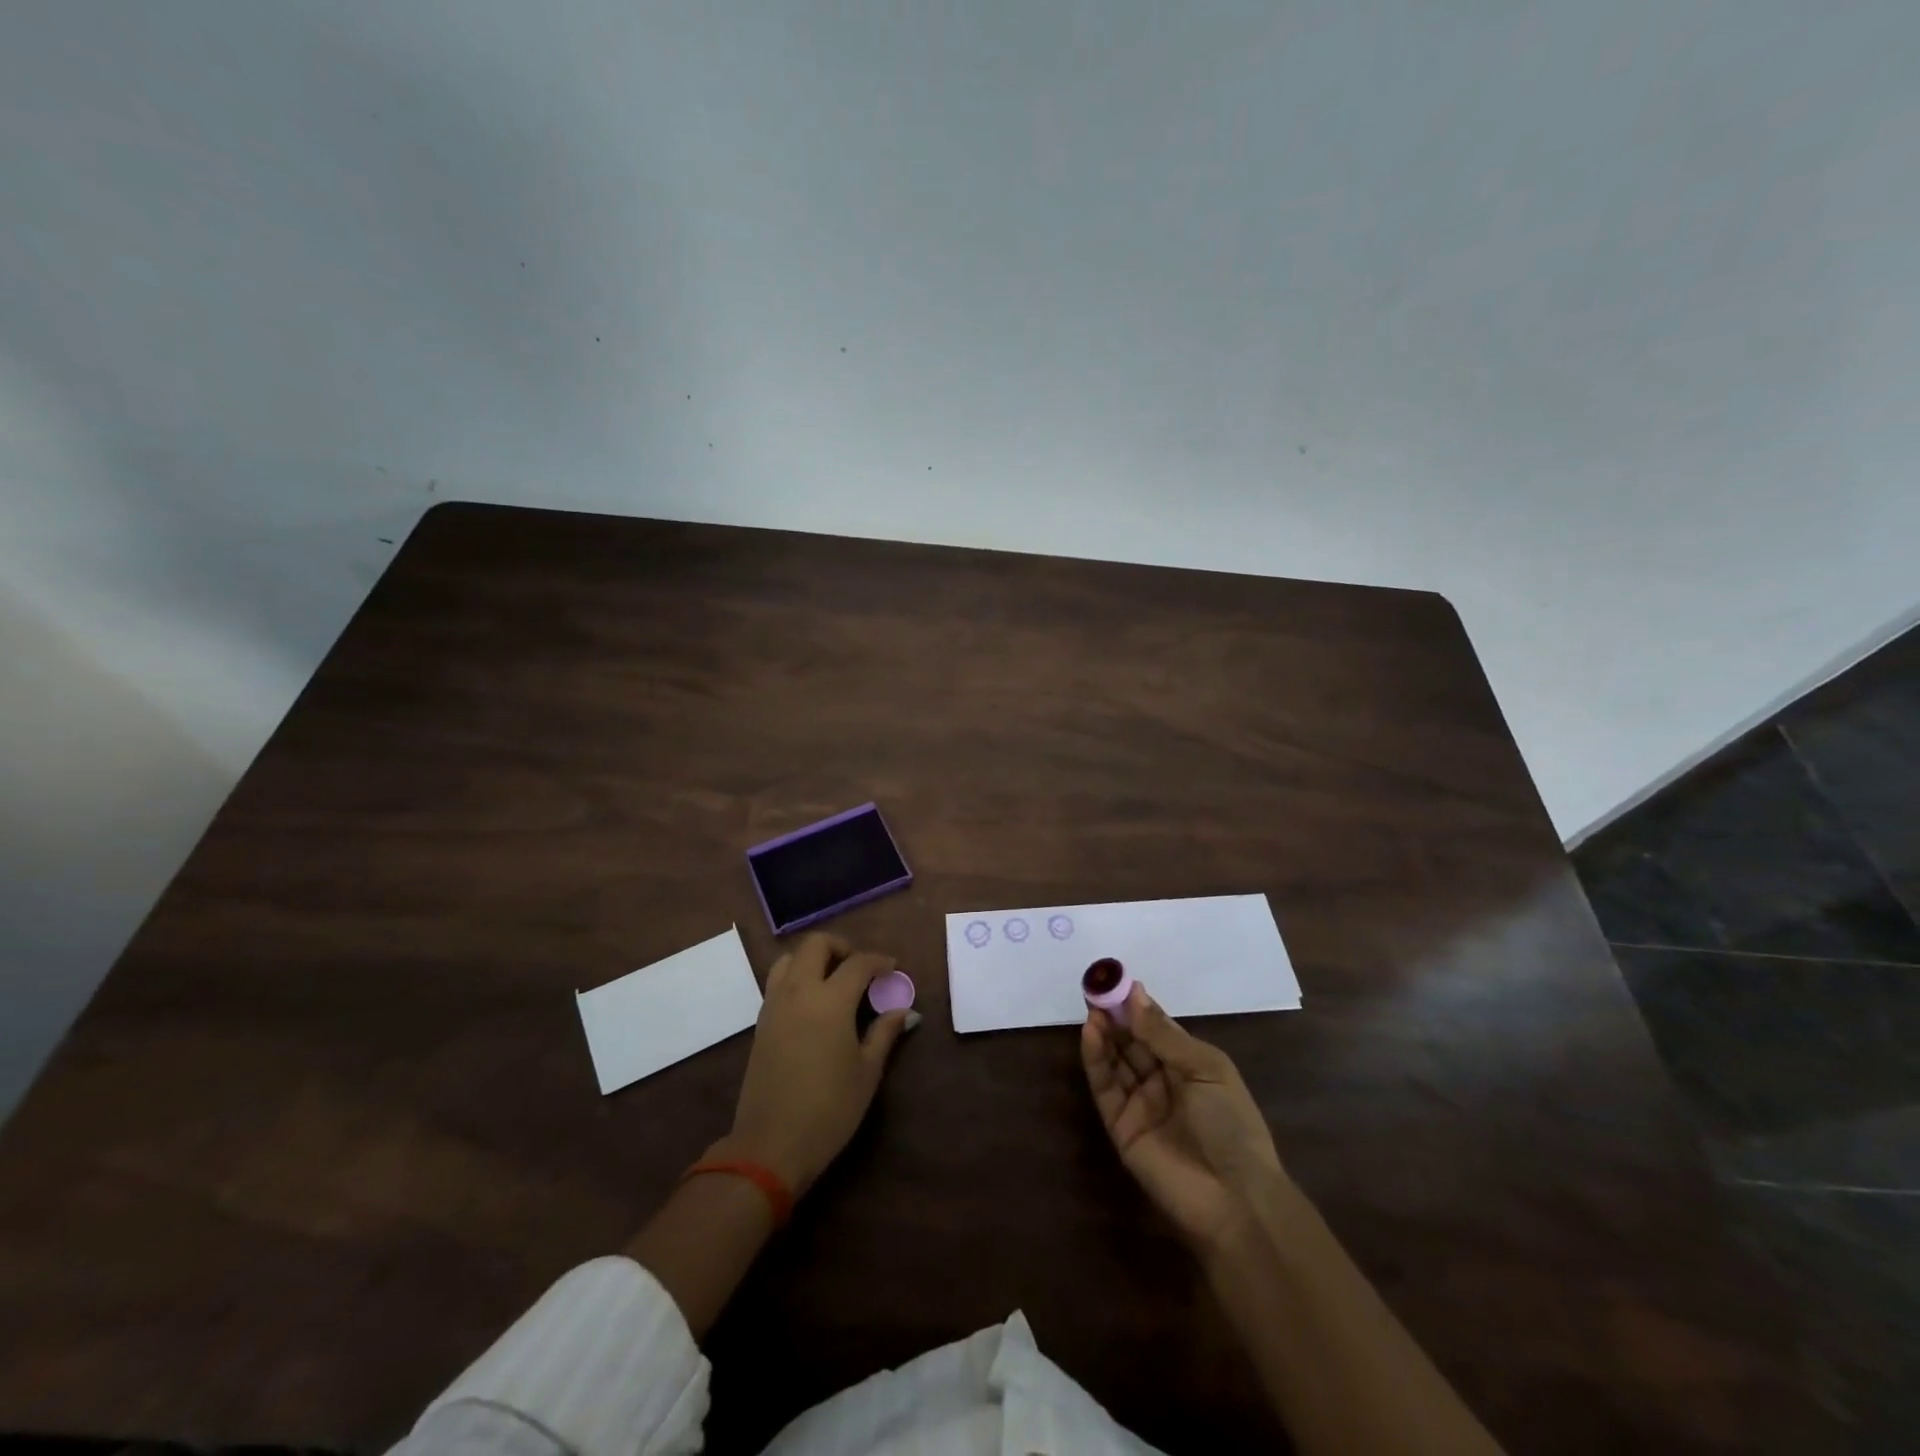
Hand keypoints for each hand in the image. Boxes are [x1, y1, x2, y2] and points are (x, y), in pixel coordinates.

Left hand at [722, 934, 913, 1196]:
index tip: (892, 969)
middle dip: (841, 947)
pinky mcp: (761, 1022)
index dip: (879, 961)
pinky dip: (797, 978)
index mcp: (831, 1000)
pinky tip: (813, 1005)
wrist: (771, 1145)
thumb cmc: (829, 1109)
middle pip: (816, 945)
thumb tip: (903, 1011)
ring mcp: (774, 1005)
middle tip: (859, 968)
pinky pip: (777, 982)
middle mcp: (799, 991)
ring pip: (790, 958)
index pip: (858, 963)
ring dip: (813, 959)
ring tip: (833, 981)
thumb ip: (884, 1033)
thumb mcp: (867, 1072)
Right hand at [1081, 982, 1285, 1252]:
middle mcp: (1163, 1081)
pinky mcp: (1120, 1127)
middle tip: (1096, 988)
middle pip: (1132, 1041)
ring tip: (1092, 1007)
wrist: (1234, 1200)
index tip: (1118, 980)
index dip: (1137, 1005)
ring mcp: (1140, 1104)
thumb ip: (1164, 1034)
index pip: (1157, 1027)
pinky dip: (1095, 1060)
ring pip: (1116, 1060)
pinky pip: (1105, 1087)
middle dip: (1116, 1015)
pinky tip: (1090, 1033)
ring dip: (1103, 1033)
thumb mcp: (1205, 1069)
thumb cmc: (1231, 1124)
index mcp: (1190, 1065)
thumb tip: (1135, 993)